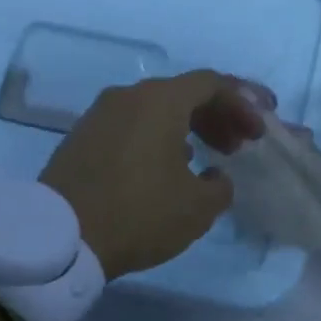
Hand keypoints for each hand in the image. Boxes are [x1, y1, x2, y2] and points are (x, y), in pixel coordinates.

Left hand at [41, 71, 268, 278]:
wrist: (60, 237)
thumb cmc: (138, 214)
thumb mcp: (197, 207)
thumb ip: (220, 185)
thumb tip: (215, 175)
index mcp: (159, 101)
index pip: (211, 83)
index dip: (243, 103)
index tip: (260, 131)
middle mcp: (127, 96)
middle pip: (182, 93)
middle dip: (217, 115)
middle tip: (238, 144)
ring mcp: (99, 115)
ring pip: (154, 109)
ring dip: (187, 127)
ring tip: (207, 156)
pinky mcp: (81, 138)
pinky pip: (131, 126)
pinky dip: (158, 137)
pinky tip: (167, 167)